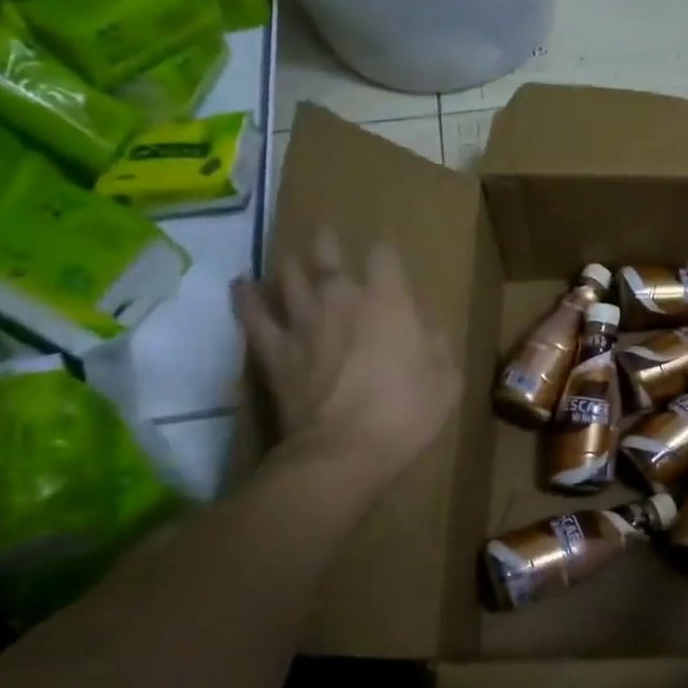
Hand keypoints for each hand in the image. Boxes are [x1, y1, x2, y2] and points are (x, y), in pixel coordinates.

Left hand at [231, 229, 459, 495]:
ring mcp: (302, 322)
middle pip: (328, 255)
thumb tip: (426, 324)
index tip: (387, 258)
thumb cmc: (406, 413)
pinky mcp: (273, 350)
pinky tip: (241, 285)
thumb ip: (437, 342)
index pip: (383, 255)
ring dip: (290, 264)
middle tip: (327, 235)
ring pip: (288, 276)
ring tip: (291, 259)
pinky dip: (245, 297)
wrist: (344, 452)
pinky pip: (252, 315)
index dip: (385, 252)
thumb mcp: (446, 379)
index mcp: (388, 301)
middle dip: (329, 242)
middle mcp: (342, 299)